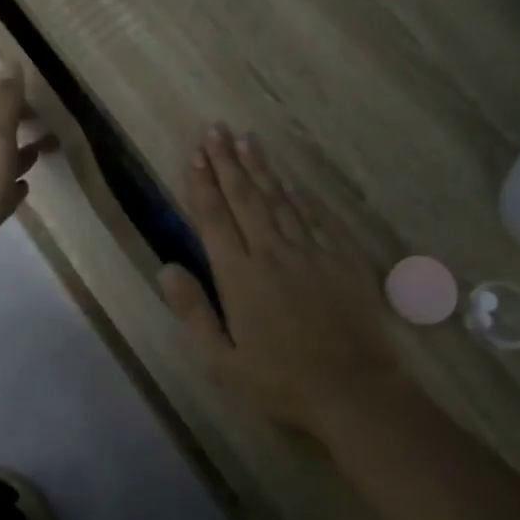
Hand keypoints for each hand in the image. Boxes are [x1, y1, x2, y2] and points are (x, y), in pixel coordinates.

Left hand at [0, 69, 51, 290]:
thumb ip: (3, 103)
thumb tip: (10, 59)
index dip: (21, 104)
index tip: (47, 102)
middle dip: (22, 128)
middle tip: (53, 127)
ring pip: (0, 164)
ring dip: (19, 157)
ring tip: (44, 154)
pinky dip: (11, 187)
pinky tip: (23, 190)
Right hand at [159, 126, 406, 433]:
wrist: (352, 390)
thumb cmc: (279, 381)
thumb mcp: (221, 360)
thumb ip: (192, 311)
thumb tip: (166, 268)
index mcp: (239, 276)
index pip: (214, 218)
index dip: (202, 184)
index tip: (194, 155)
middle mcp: (271, 252)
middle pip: (245, 197)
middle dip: (227, 161)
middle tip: (216, 129)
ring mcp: (310, 252)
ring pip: (279, 199)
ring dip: (260, 167)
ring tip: (245, 139)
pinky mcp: (341, 258)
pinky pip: (317, 216)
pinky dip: (300, 194)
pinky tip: (289, 180)